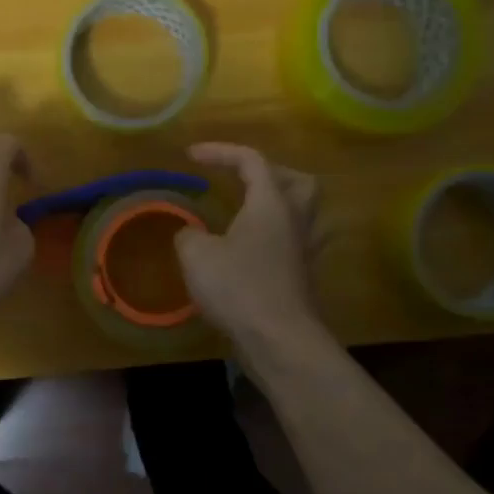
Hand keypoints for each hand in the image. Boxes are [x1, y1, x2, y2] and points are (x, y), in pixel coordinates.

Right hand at [175, 142, 325, 346]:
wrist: (279, 340)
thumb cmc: (238, 288)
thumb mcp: (196, 255)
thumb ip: (189, 235)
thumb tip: (191, 234)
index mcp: (270, 203)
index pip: (251, 160)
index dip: (220, 152)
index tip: (191, 156)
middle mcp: (294, 220)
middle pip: (297, 180)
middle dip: (269, 173)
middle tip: (241, 181)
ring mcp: (304, 250)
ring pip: (304, 212)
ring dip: (279, 204)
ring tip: (249, 212)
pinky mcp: (303, 277)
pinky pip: (295, 241)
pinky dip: (275, 236)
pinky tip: (252, 249)